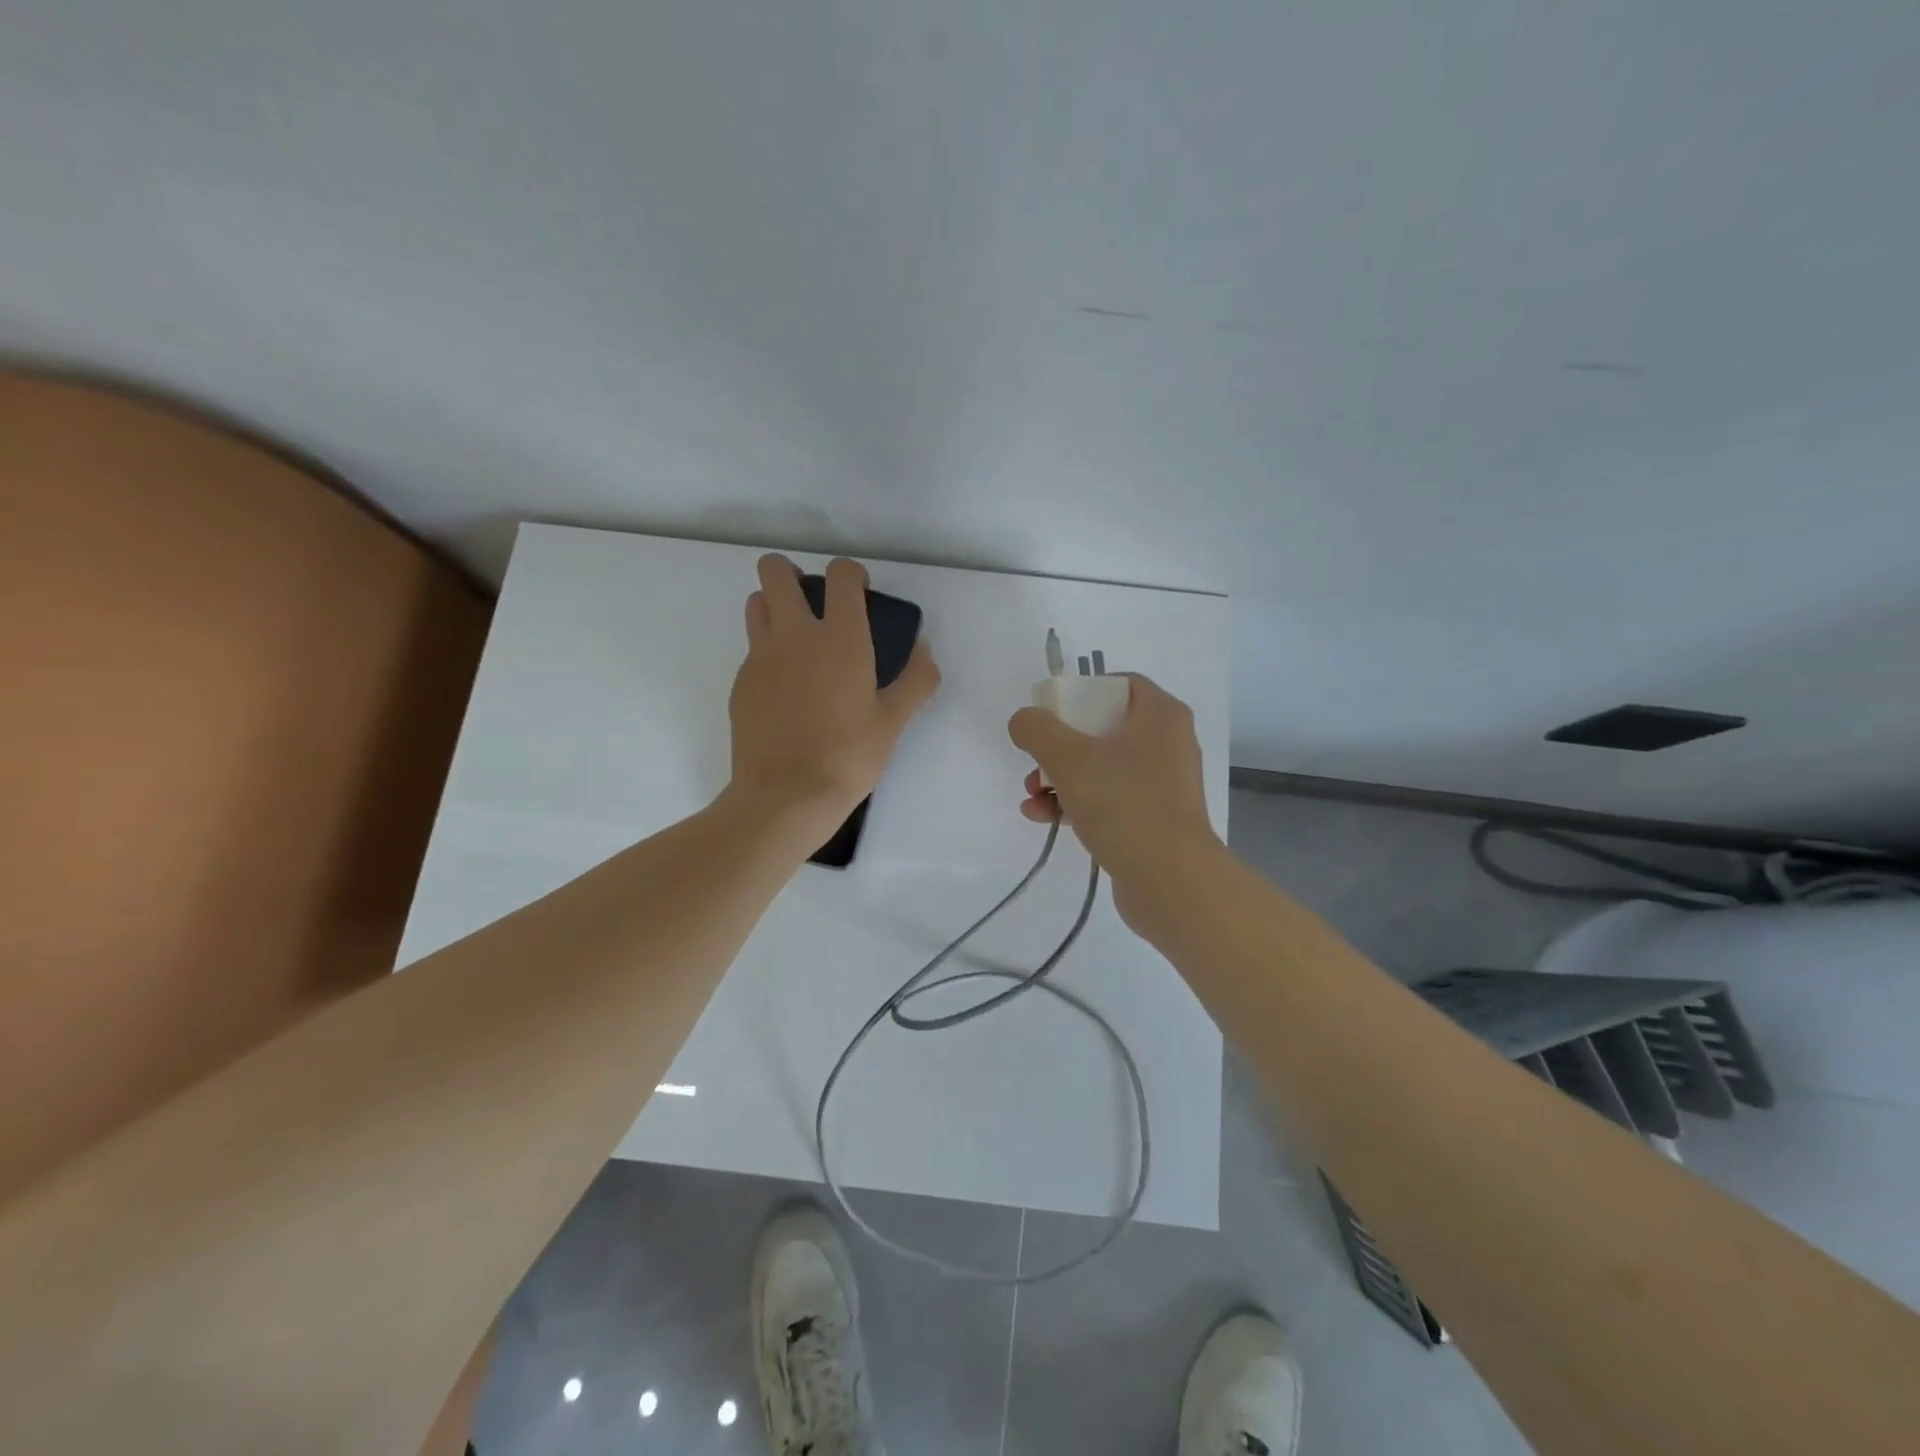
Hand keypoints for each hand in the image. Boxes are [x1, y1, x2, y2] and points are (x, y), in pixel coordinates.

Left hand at [728, 554, 940, 842]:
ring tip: (797, 642)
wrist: (786, 796)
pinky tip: (785, 691)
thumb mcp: (894, 721)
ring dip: (774, 607)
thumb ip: (917, 679)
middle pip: (775, 571)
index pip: (840, 573)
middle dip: (792, 573)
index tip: (859, 594)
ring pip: (756, 604)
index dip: (851, 574)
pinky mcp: (740, 683)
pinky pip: (751, 650)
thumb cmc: (848, 757)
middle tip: (814, 604)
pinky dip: (767, 654)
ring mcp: (760, 657)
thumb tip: (924, 649)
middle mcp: (794, 635)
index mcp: (840, 638)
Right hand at [1007, 674, 1220, 929]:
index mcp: (1160, 715)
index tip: (1051, 713)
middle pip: (1103, 727)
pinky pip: (1110, 798)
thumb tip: (1024, 721)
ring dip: (1061, 778)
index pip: (1119, 683)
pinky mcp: (1154, 818)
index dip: (1080, 692)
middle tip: (1035, 762)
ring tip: (1032, 798)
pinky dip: (1078, 803)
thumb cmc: (1124, 804)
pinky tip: (1043, 818)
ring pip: (1102, 766)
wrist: (1170, 880)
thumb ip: (1037, 729)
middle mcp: (1168, 742)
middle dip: (1060, 746)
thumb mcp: (1069, 758)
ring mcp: (1163, 783)